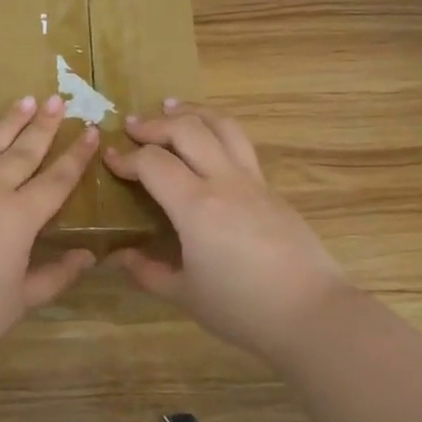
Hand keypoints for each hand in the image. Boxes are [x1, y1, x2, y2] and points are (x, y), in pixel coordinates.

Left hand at [0, 96, 98, 367]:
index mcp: (19, 218)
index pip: (56, 180)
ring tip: (25, 99)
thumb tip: (88, 256)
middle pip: (22, 152)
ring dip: (8, 120)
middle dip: (43, 125)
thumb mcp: (23, 300)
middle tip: (57, 100)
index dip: (76, 156)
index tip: (89, 131)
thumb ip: (58, 274)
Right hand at [103, 102, 349, 358]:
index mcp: (196, 206)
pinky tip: (208, 146)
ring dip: (193, 113)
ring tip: (173, 108)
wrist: (312, 314)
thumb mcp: (185, 295)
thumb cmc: (242, 308)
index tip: (110, 160)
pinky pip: (241, 147)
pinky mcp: (273, 191)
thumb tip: (118, 257)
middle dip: (155, 124)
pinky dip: (217, 133)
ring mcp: (253, 182)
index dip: (127, 158)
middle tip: (132, 127)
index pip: (153, 163)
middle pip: (188, 130)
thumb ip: (147, 271)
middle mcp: (224, 182)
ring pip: (223, 127)